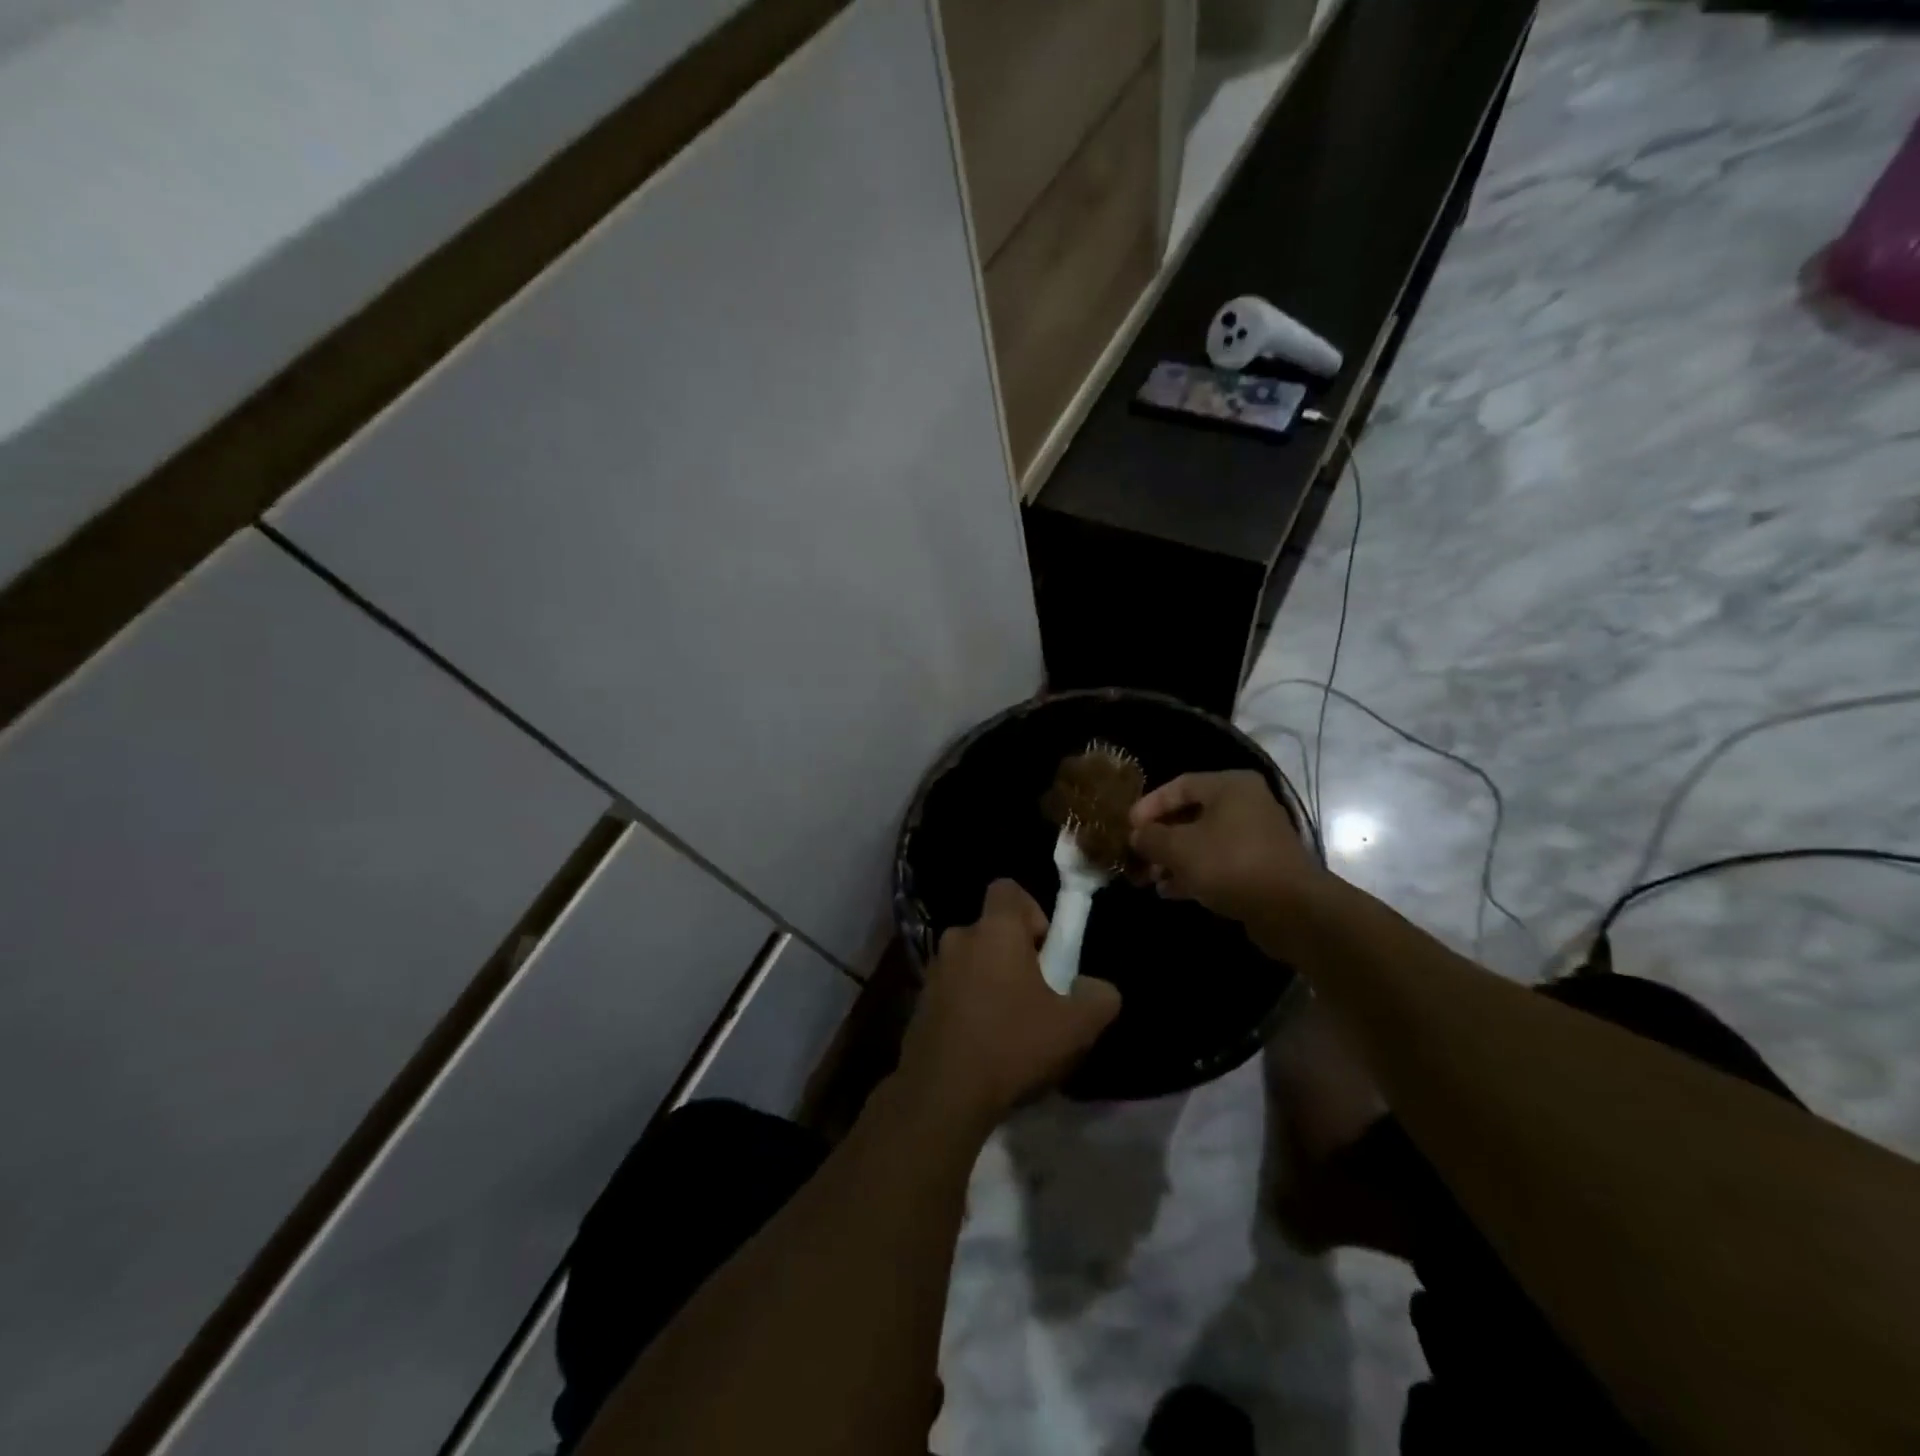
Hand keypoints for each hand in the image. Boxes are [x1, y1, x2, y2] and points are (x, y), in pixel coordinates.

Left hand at [897, 880, 1121, 1132]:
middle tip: (1035, 996)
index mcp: (993, 929)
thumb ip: (1099, 997)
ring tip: (1010, 1027)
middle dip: (1015, 954)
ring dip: (991, 981)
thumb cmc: (1012, 1044)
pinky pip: (953, 989)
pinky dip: (969, 1005)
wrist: (942, 1094)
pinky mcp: (919, 1002)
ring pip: (972, 961)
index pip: (1007, 889)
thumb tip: (1096, 988)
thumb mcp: (1076, 1026)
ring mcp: (933, 970)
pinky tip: (983, 1044)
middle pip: (992, 930)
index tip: (1046, 951)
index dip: (1032, 911)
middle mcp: (958, 938)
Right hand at [1129, 770, 1319, 923]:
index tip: (1127, 827)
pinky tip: (1168, 891)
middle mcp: (1245, 805)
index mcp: (1230, 786)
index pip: (1179, 785)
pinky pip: (1217, 864)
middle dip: (1159, 838)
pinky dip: (1192, 874)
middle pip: (1190, 815)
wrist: (1291, 910)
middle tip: (1135, 856)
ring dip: (1172, 859)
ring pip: (1202, 842)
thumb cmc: (1231, 863)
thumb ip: (1151, 837)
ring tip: (1147, 878)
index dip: (1149, 805)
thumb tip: (1136, 836)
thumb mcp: (1179, 848)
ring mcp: (1254, 838)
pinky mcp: (1259, 868)